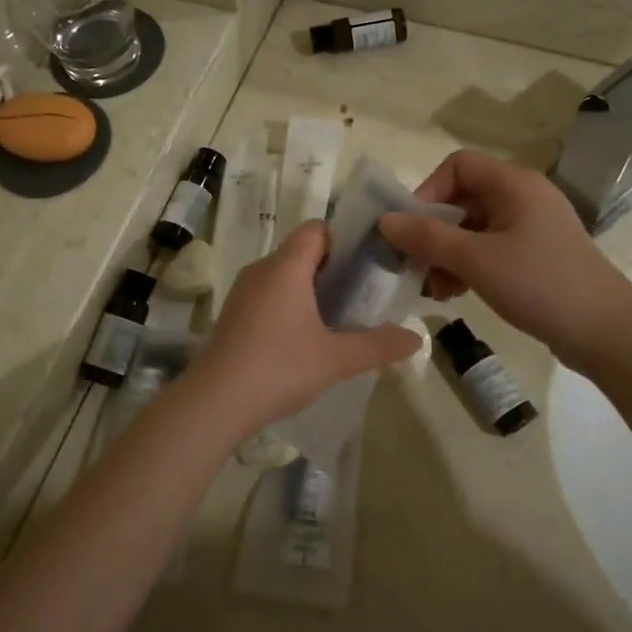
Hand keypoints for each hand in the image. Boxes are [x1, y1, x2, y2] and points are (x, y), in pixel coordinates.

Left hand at [186, 221, 419, 438]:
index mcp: (286, 267)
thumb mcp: (336, 358)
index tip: (370, 262)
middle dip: (334, 268)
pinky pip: (269, 296)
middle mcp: (262, 270)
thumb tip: (416, 338)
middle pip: (302, 252)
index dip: (345, 238)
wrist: (215, 402)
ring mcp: (243, 293)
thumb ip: (378, 345)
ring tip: (340, 317)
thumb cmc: (279, 368)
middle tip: (364, 293)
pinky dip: (290, 306)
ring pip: (284, 276)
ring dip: (311, 289)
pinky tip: (305, 338)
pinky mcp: (233, 316)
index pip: (317, 229)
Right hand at [377, 151, 631, 366]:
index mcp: (514, 184)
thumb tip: (385, 220)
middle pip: (463, 198)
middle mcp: (524, 196)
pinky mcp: (537, 254)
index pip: (457, 166)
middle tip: (415, 265)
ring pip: (474, 227)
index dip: (427, 191)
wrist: (606, 330)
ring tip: (435, 289)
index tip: (411, 229)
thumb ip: (427, 237)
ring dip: (448, 253)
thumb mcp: (475, 260)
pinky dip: (469, 265)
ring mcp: (533, 226)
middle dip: (434, 231)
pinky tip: (456, 294)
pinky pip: (491, 248)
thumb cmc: (539, 285)